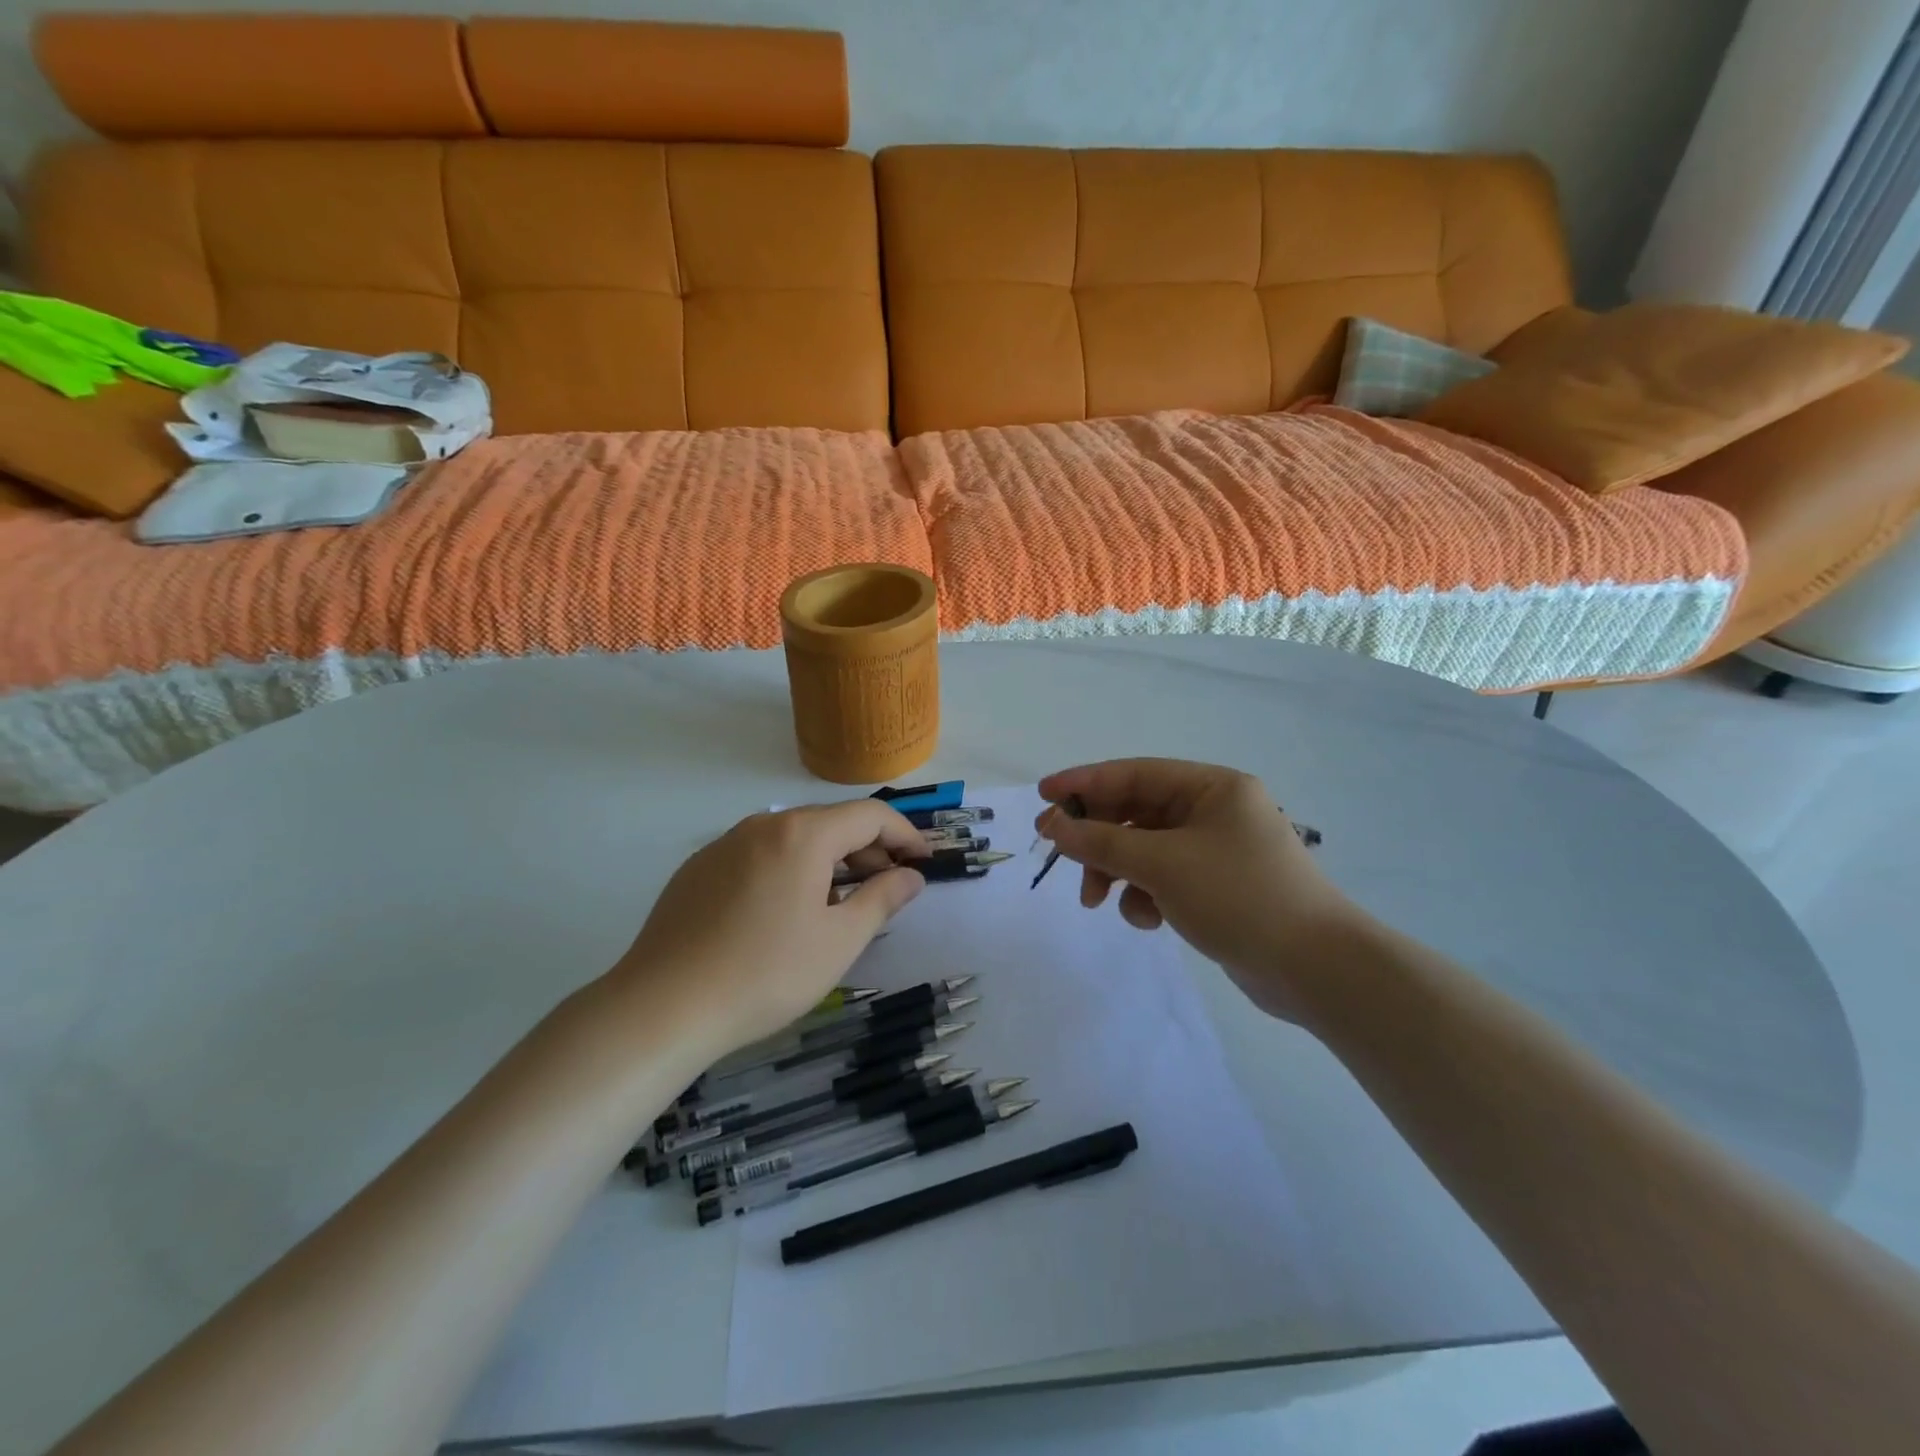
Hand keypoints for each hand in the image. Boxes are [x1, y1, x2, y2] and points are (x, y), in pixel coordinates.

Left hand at [606, 802, 928, 1059]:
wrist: (662, 1007)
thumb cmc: (765, 973)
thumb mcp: (838, 941)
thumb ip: (882, 899)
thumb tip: (911, 876)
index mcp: (802, 834)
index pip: (870, 816)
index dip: (905, 835)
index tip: (925, 863)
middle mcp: (763, 825)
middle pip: (831, 823)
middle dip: (868, 851)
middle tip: (887, 890)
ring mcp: (725, 844)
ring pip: (793, 839)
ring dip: (829, 862)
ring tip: (839, 906)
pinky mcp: (698, 868)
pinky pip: (760, 855)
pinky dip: (789, 870)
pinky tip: (784, 914)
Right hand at [1036, 759, 1356, 1018]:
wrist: (1316, 969)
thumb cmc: (1239, 897)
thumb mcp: (1162, 864)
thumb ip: (1101, 842)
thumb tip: (1053, 826)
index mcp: (1212, 787)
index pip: (1134, 773)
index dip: (1084, 783)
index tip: (1043, 794)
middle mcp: (1215, 811)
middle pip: (1136, 812)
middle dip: (1097, 837)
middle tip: (1058, 854)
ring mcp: (1216, 851)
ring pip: (1145, 849)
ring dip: (1116, 871)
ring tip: (1097, 900)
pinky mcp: (1217, 887)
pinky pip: (1164, 878)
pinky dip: (1146, 895)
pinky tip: (1148, 919)